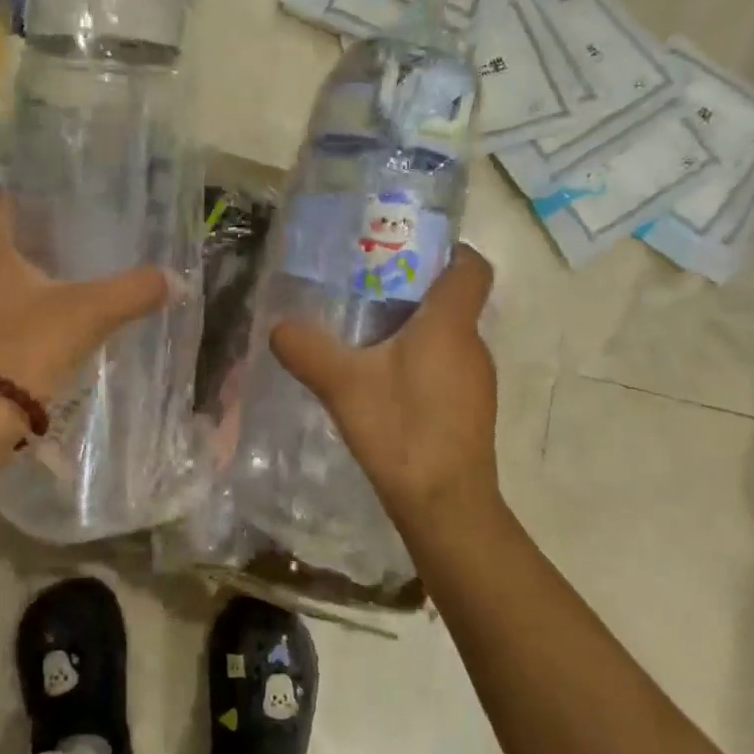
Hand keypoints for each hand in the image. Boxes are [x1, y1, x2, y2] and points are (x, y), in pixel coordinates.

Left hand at [0, 193, 169, 439]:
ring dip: (21, 273)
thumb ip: (133, 291)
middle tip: (76, 240)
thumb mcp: (89, 314)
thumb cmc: (25, 347)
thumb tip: (178, 279)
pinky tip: (40, 318)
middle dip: (34, 236)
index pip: (4, 200)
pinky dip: (9, 303)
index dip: (36, 198)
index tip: (69, 206)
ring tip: (63, 278)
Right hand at [270, 245, 499, 527]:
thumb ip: (308, 350)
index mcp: (450, 324)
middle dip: (413, 287)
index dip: (448, 250)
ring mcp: (476, 380)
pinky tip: (382, 381)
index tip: (408, 248)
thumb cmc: (402, 431)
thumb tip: (278, 327)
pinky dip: (419, 360)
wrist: (446, 506)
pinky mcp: (469, 408)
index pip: (471, 266)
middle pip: (452, 299)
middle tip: (365, 287)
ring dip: (414, 327)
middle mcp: (472, 344)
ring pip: (448, 334)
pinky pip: (446, 365)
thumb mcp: (343, 385)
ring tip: (365, 333)